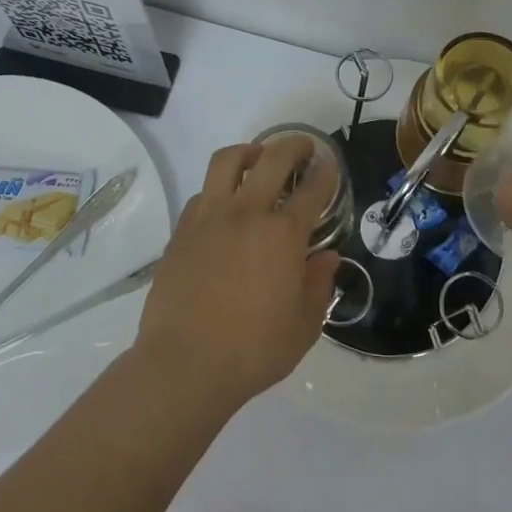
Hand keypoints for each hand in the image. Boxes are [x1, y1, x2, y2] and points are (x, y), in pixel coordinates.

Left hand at [134, 135, 340, 409]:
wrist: (184, 365)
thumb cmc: (253, 350)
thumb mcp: (304, 326)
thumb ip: (319, 285)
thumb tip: (327, 257)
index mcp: (283, 234)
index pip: (313, 190)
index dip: (326, 173)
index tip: (330, 166)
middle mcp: (246, 213)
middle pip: (272, 158)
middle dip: (293, 145)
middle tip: (302, 148)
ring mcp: (209, 218)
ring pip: (228, 161)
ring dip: (249, 152)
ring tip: (257, 159)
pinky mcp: (181, 232)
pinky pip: (202, 193)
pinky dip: (219, 188)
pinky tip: (225, 205)